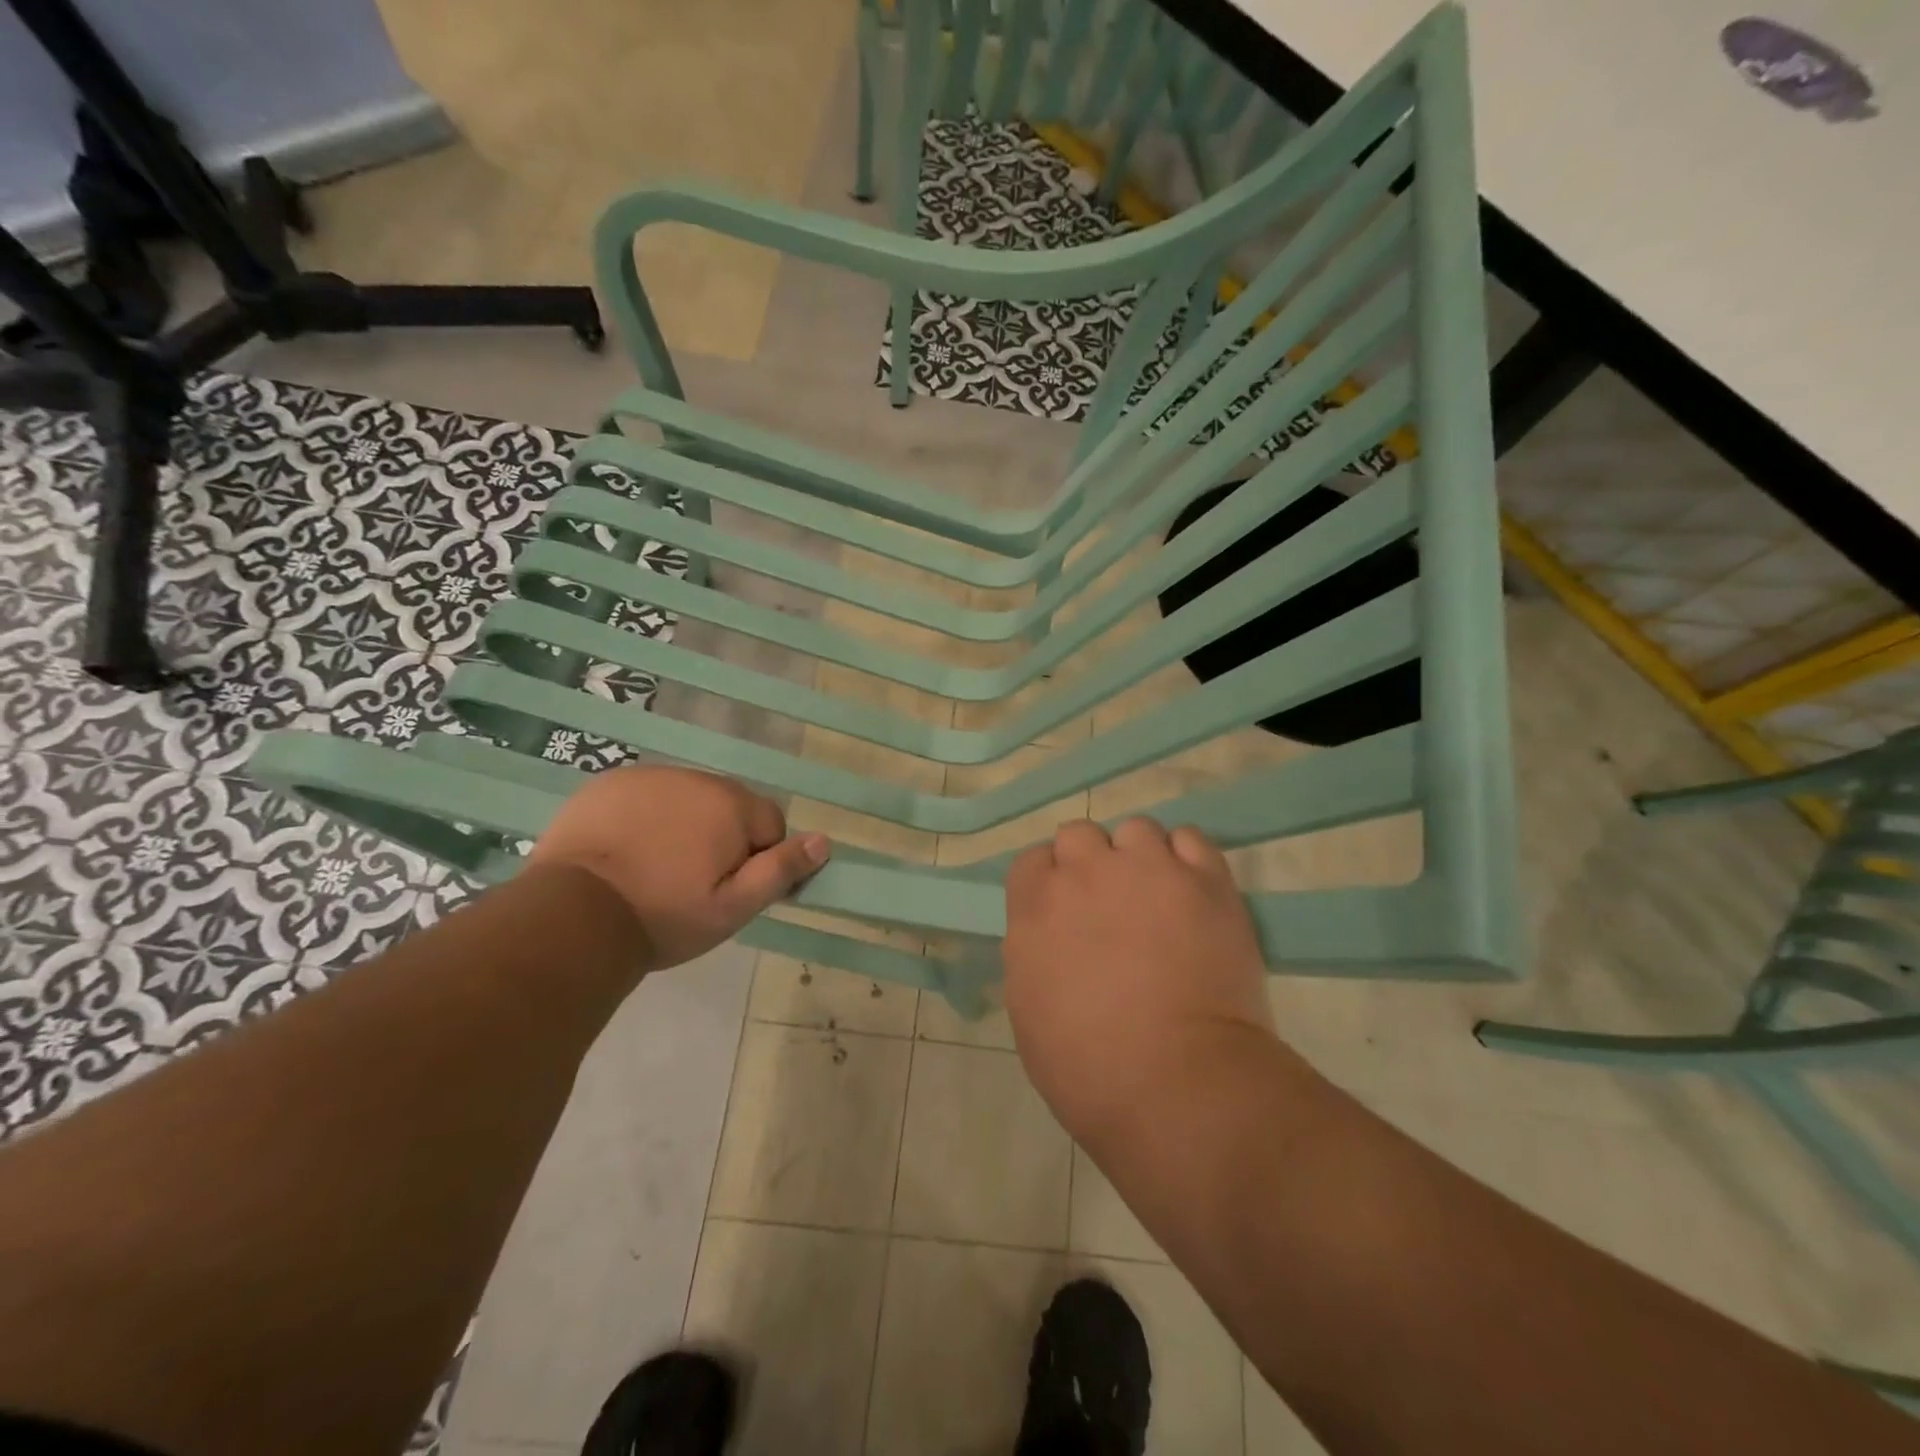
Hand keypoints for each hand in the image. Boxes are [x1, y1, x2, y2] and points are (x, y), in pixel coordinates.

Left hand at [530, 766, 828, 974]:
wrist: (573, 915)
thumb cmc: (665, 915)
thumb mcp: (733, 907)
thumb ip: (781, 870)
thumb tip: (823, 841)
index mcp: (731, 805)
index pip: (770, 823)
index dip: (758, 859)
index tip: (729, 890)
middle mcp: (695, 778)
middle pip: (729, 807)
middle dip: (721, 838)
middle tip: (691, 883)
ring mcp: (648, 776)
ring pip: (687, 800)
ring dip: (684, 825)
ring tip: (655, 869)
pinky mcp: (608, 783)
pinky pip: (646, 796)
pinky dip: (645, 817)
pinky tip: (625, 852)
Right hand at [1003, 819, 1274, 1148]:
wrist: (1177, 1085)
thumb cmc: (1088, 1068)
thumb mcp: (1030, 1012)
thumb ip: (1033, 954)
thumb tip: (1052, 939)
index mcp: (1035, 905)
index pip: (1033, 860)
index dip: (1049, 881)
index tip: (1065, 910)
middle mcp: (1086, 872)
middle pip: (1080, 834)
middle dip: (1091, 862)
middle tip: (1111, 904)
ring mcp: (1148, 869)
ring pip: (1137, 830)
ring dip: (1141, 857)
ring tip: (1159, 896)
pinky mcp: (1205, 880)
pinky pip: (1191, 839)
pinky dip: (1187, 859)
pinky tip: (1192, 891)